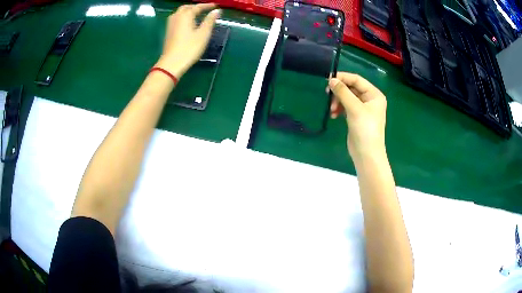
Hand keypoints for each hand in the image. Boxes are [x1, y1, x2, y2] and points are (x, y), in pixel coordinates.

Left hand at [155, 4, 220, 78]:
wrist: (172, 63)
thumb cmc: (189, 48)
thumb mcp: (203, 34)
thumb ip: (210, 21)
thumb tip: (216, 11)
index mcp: (186, 15)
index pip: (197, 7)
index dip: (207, 6)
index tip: (215, 6)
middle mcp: (176, 17)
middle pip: (186, 8)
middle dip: (195, 7)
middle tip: (204, 9)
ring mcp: (170, 25)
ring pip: (179, 13)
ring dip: (188, 11)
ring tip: (196, 14)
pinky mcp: (168, 32)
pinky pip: (176, 19)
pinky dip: (183, 17)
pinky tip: (187, 23)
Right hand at [328, 72, 386, 161]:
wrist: (366, 154)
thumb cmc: (365, 129)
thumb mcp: (354, 108)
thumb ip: (343, 92)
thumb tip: (331, 80)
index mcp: (374, 94)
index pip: (357, 80)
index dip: (343, 78)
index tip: (328, 79)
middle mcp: (370, 99)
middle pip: (351, 88)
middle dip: (339, 92)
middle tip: (327, 94)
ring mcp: (363, 109)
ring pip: (347, 98)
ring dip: (337, 101)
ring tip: (331, 110)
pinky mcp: (356, 117)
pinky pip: (345, 107)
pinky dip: (339, 109)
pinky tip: (333, 115)